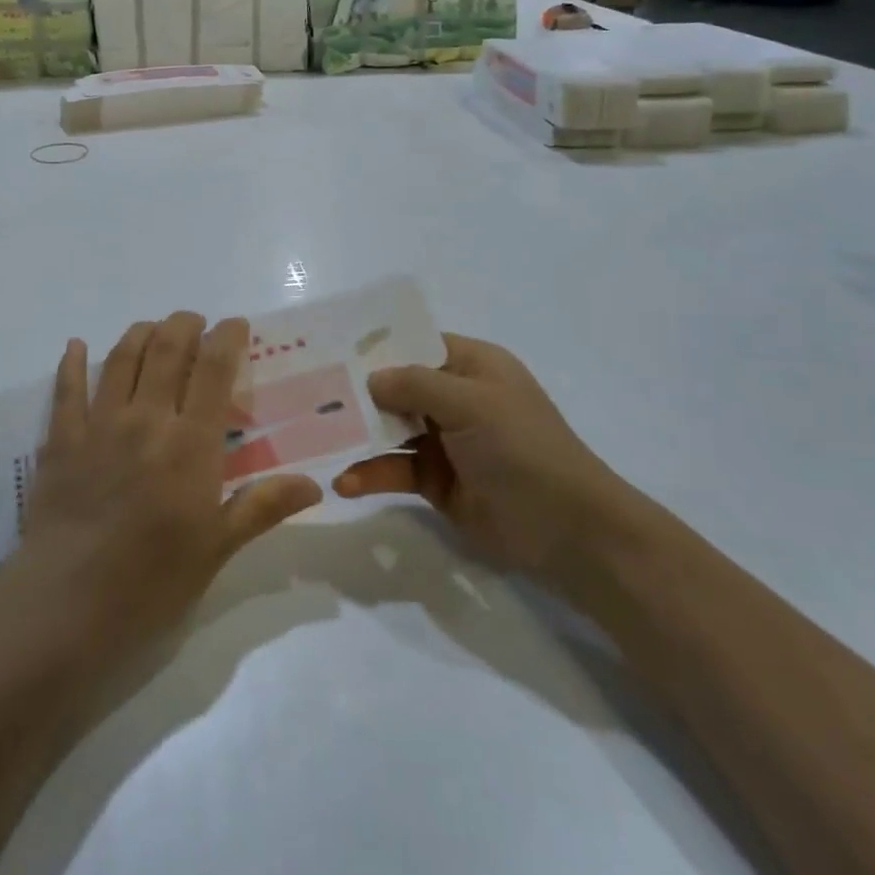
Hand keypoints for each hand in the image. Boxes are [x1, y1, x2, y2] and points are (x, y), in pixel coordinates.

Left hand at [4, 312, 322, 666]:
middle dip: (184, 325)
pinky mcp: (61, 441)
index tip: (235, 325)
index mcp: (190, 444)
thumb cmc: (151, 581)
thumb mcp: (216, 548)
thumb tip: (315, 485)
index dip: (227, 338)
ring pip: (121, 359)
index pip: (214, 371)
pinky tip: (75, 345)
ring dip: (140, 334)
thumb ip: (262, 507)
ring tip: (153, 328)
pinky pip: (66, 390)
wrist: (67, 606)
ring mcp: (98, 426)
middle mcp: (146, 420)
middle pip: (167, 351)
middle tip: (195, 322)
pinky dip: (71, 362)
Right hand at [334, 333, 630, 583]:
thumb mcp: (471, 404)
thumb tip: (370, 378)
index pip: (415, 343)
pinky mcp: (436, 481)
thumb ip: (416, 385)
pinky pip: (394, 469)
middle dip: (357, 391)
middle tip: (308, 393)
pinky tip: (345, 483)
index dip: (377, 345)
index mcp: (471, 365)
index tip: (329, 347)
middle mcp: (455, 398)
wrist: (567, 530)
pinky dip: (370, 473)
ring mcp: (444, 441)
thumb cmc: (522, 448)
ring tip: (316, 438)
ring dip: (358, 434)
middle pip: (396, 386)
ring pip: (389, 429)